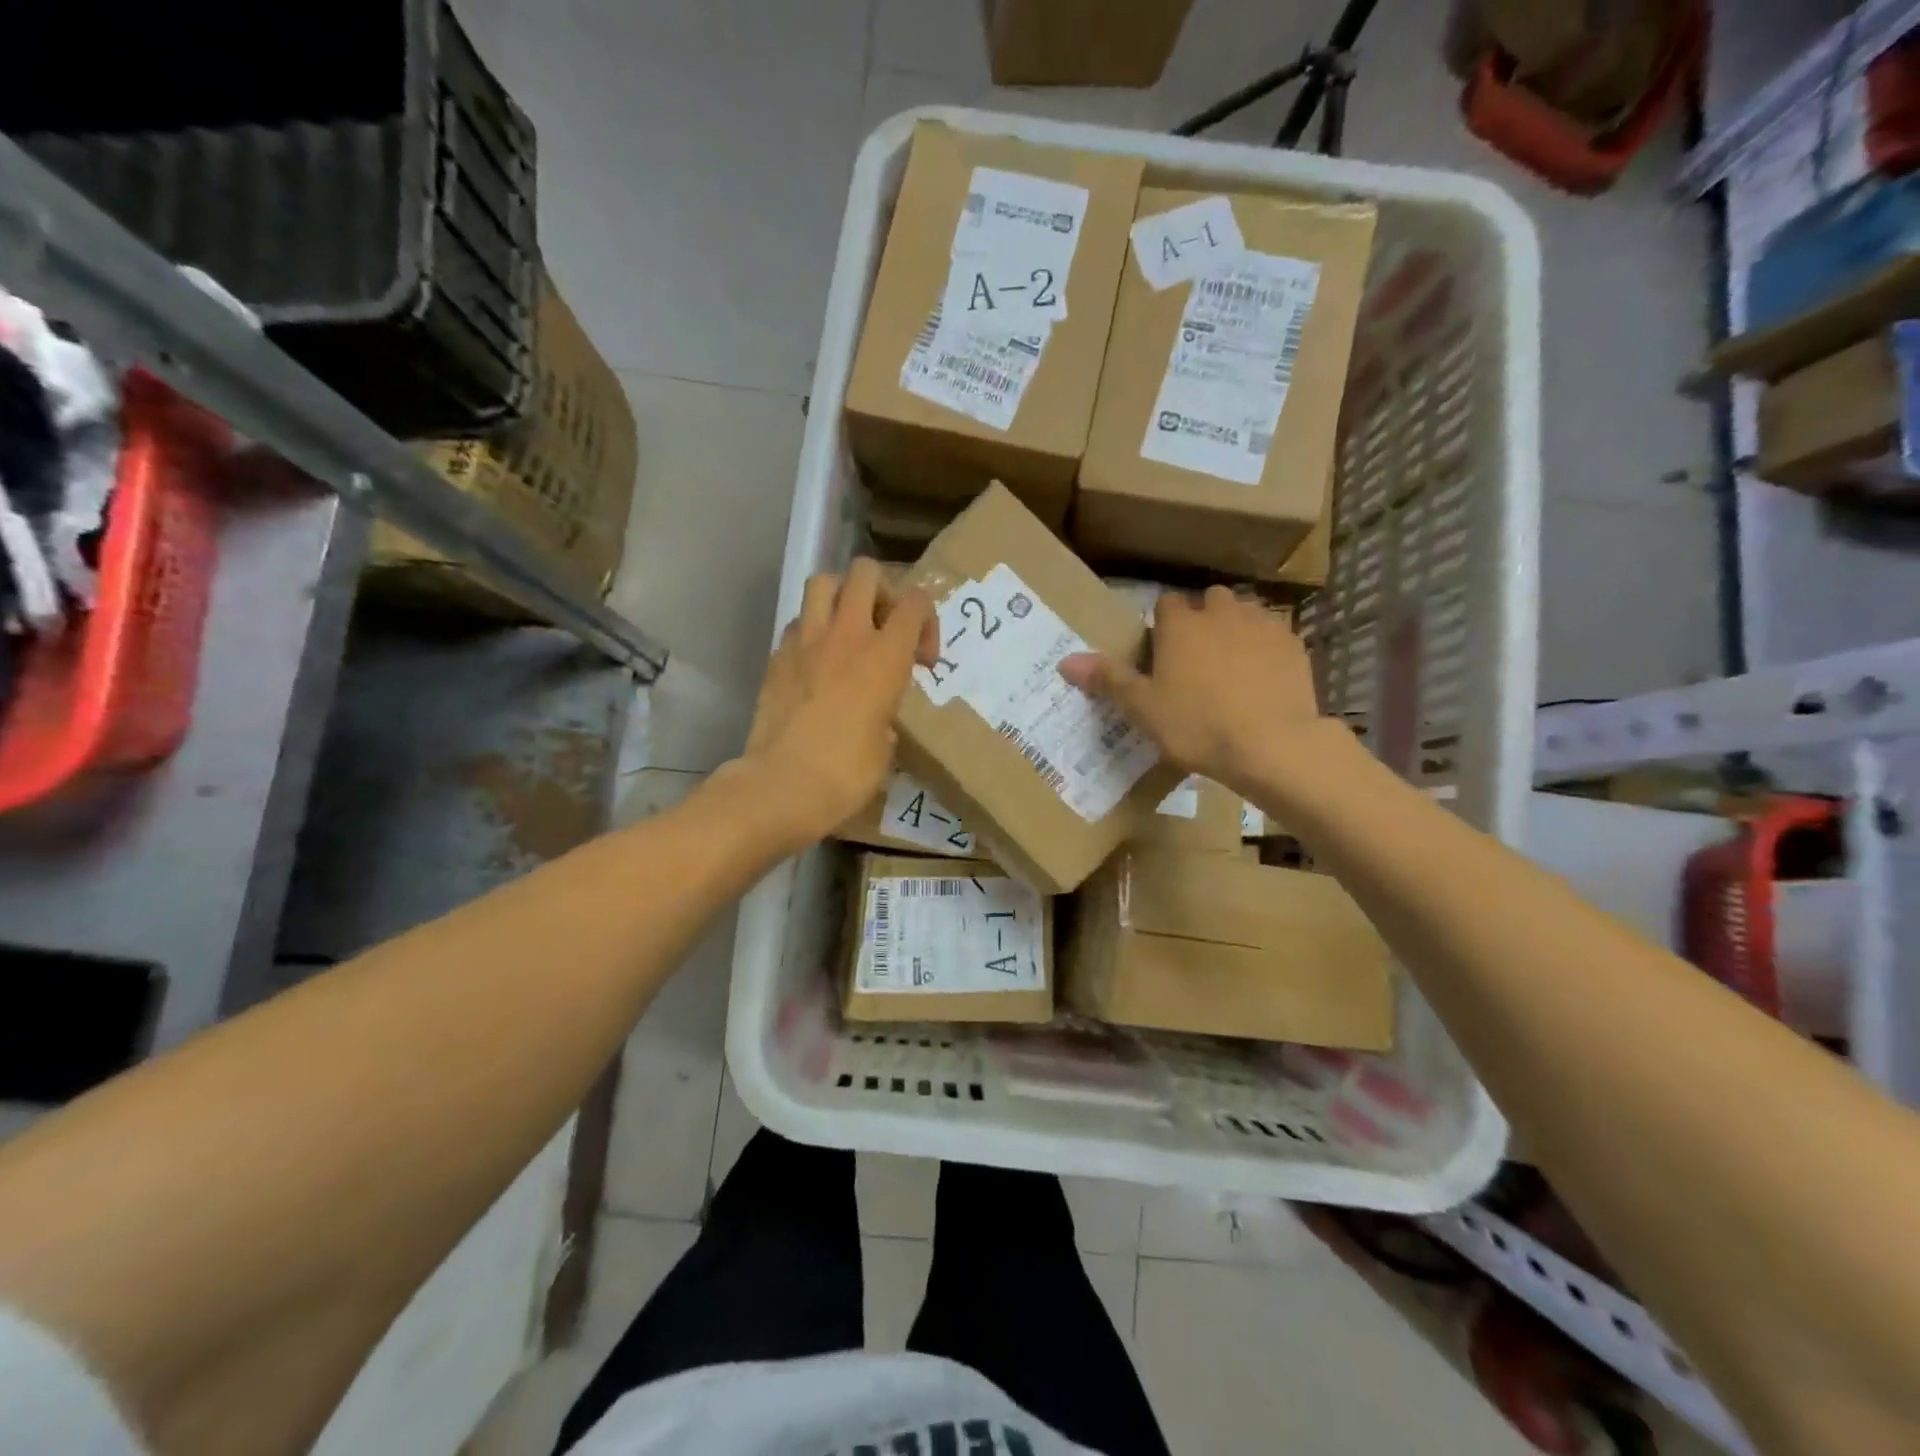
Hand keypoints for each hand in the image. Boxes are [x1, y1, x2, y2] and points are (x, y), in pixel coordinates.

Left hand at [731, 559, 934, 849]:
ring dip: (841, 595)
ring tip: (847, 627)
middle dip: (882, 591)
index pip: (916, 602)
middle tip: (884, 626)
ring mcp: (806, 641)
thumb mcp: (887, 745)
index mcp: (885, 656)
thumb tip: (878, 716)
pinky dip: (812, 629)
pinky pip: (798, 621)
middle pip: (866, 572)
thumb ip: (887, 713)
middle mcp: (847, 635)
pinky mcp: (777, 656)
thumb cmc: (847, 773)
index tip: (923, 659)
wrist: (783, 784)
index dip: (927, 621)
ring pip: (823, 581)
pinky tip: (816, 660)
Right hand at [1060, 586, 1322, 796]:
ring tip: (1231, 667)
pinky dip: (1266, 648)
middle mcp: (1221, 612)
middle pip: (1209, 601)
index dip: (1162, 626)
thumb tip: (1065, 661)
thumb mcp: (1143, 708)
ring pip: (1245, 613)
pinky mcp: (1294, 644)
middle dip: (1202, 620)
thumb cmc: (1197, 726)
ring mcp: (1262, 625)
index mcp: (1180, 624)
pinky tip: (1263, 679)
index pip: (1165, 604)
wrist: (1273, 745)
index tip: (1161, 655)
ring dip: (1235, 629)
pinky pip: (1274, 635)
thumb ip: (1107, 679)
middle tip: (1196, 661)